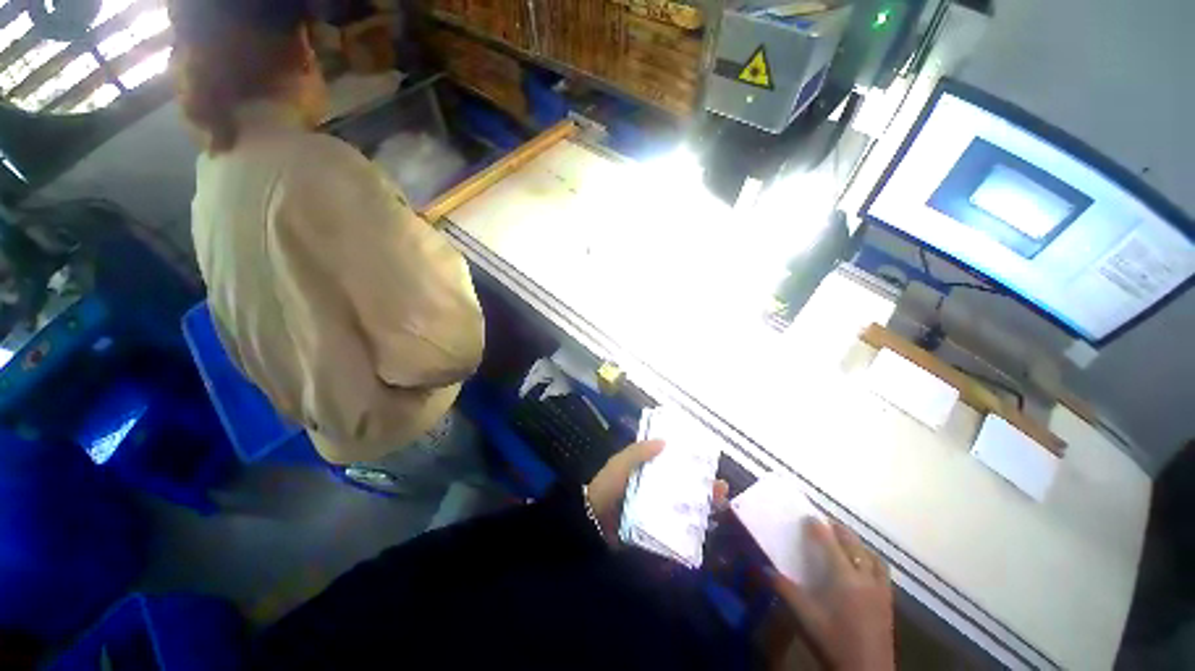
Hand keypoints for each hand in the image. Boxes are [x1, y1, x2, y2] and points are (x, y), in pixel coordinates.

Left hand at [586, 440, 729, 544]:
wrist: (591, 523)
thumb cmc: (607, 488)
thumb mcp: (620, 464)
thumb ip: (638, 452)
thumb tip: (664, 441)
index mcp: (646, 473)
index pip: (672, 466)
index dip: (689, 464)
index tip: (707, 463)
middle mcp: (654, 492)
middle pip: (683, 488)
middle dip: (703, 488)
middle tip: (721, 488)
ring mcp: (655, 513)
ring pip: (684, 509)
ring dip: (702, 508)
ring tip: (720, 505)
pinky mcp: (655, 532)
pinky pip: (677, 530)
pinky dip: (691, 530)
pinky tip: (706, 527)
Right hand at [770, 520, 894, 670]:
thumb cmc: (833, 640)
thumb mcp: (804, 616)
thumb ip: (784, 589)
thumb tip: (764, 568)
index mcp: (844, 577)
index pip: (829, 542)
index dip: (817, 527)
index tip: (807, 517)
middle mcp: (865, 577)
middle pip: (854, 545)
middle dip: (839, 531)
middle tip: (826, 525)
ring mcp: (880, 590)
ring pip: (873, 557)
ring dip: (859, 545)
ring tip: (846, 544)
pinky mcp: (888, 603)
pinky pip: (883, 572)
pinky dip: (872, 562)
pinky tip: (864, 570)